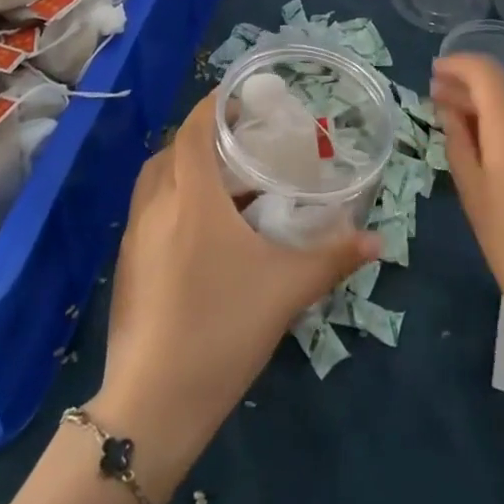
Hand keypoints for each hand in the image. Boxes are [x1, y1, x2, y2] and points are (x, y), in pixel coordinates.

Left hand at [89, 94, 377, 500]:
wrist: (152, 405)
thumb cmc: (222, 328)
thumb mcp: (287, 289)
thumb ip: (333, 257)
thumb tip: (377, 240)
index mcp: (191, 196)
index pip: (195, 129)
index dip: (214, 106)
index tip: (240, 98)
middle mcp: (156, 205)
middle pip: (172, 150)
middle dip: (203, 138)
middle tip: (240, 144)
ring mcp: (135, 237)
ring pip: (156, 181)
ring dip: (183, 169)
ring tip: (223, 185)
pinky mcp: (126, 267)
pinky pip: (148, 212)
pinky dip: (171, 202)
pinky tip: (200, 234)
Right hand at [431, 54, 503, 355]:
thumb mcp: (475, 196)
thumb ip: (459, 142)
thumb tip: (449, 108)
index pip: (485, 70)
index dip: (458, 65)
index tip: (436, 74)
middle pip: (503, 93)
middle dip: (470, 95)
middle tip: (440, 107)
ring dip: (495, 118)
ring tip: (470, 141)